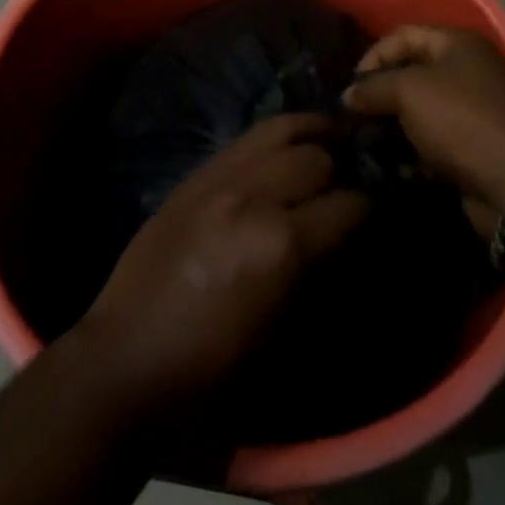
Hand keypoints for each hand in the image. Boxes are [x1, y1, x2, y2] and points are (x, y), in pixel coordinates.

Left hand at [72, 113, 368, 415]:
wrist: (125, 361)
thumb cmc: (210, 373)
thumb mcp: (282, 333)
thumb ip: (317, 274)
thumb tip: (345, 241)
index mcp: (280, 244)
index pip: (349, 205)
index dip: (371, 209)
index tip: (378, 214)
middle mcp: (253, 197)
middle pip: (318, 158)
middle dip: (342, 171)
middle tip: (348, 187)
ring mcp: (218, 179)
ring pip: (281, 131)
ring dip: (311, 138)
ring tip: (329, 142)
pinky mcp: (194, 176)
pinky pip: (245, 139)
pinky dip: (275, 138)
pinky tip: (285, 148)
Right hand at [342, 26, 504, 235]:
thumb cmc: (461, 120)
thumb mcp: (409, 92)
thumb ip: (373, 87)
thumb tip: (348, 95)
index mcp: (458, 43)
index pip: (402, 35)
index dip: (373, 56)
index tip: (351, 87)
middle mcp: (468, 70)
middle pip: (411, 71)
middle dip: (380, 93)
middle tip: (355, 116)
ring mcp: (473, 109)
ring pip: (419, 109)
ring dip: (392, 124)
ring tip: (368, 141)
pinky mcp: (473, 144)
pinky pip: (432, 138)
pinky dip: (411, 148)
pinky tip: (392, 163)